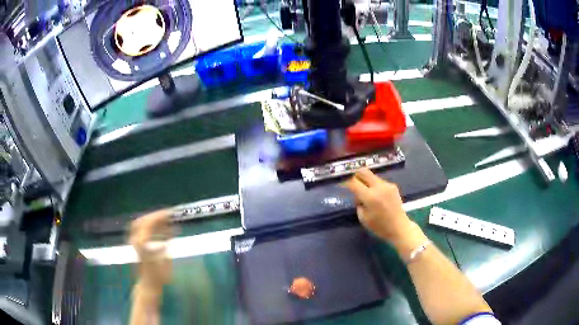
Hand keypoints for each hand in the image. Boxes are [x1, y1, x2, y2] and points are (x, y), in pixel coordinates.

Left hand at [129, 210, 172, 292]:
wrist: (148, 285)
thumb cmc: (159, 276)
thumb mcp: (165, 260)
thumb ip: (166, 243)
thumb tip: (173, 229)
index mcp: (143, 243)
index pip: (149, 223)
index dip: (159, 216)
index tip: (170, 213)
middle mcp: (136, 240)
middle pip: (143, 221)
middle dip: (155, 216)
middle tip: (167, 215)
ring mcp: (134, 242)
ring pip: (140, 224)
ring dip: (152, 220)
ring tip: (164, 221)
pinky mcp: (136, 245)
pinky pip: (141, 230)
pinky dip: (150, 227)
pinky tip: (161, 230)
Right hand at [345, 169, 425, 252]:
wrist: (399, 227)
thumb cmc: (380, 227)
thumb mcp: (363, 218)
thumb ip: (358, 204)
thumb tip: (357, 195)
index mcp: (370, 197)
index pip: (354, 182)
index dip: (346, 182)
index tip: (341, 184)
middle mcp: (379, 187)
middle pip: (363, 172)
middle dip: (356, 175)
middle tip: (352, 183)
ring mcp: (387, 185)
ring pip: (371, 176)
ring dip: (366, 181)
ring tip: (366, 193)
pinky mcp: (393, 186)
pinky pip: (379, 181)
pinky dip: (374, 186)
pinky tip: (376, 196)